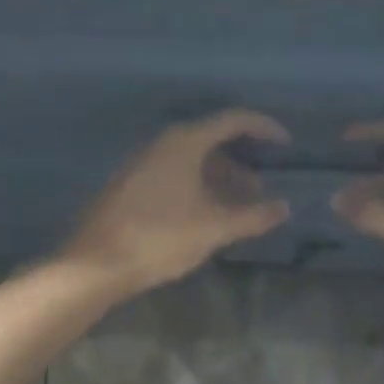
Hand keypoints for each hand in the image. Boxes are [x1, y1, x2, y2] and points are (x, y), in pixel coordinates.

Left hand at [61, 109, 292, 292]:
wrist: (97, 263)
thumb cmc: (160, 238)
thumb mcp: (214, 229)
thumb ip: (253, 216)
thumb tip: (283, 208)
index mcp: (184, 142)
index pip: (233, 120)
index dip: (264, 128)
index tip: (286, 145)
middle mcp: (161, 144)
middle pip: (211, 140)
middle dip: (241, 163)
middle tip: (261, 190)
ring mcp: (142, 163)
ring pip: (191, 161)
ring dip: (219, 178)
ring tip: (238, 209)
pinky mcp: (130, 185)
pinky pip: (173, 174)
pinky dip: (197, 186)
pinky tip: (205, 215)